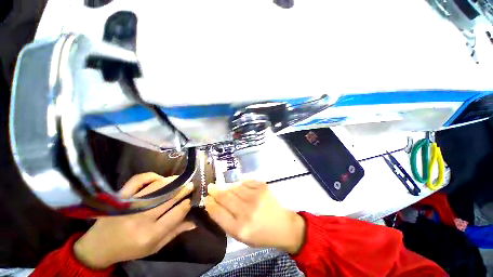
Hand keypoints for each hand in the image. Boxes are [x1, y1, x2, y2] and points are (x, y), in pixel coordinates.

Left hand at [74, 173, 194, 268]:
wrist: (99, 246)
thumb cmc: (130, 249)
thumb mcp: (154, 247)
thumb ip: (175, 232)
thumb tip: (194, 221)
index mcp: (150, 234)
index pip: (176, 214)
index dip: (187, 204)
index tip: (193, 198)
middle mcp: (141, 218)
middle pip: (169, 198)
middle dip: (183, 189)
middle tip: (191, 184)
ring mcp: (129, 205)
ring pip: (157, 187)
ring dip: (172, 181)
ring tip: (180, 179)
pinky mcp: (120, 197)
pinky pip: (138, 180)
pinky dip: (151, 176)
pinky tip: (159, 178)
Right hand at [205, 180, 304, 253]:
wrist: (283, 226)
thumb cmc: (260, 234)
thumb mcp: (240, 235)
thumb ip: (226, 220)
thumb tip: (213, 204)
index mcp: (240, 228)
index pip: (218, 212)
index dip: (210, 203)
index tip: (206, 198)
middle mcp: (247, 211)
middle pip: (225, 196)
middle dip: (215, 190)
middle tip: (211, 187)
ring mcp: (256, 196)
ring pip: (234, 187)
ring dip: (226, 186)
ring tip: (223, 186)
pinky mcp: (263, 187)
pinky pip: (245, 181)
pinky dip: (239, 183)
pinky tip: (238, 185)